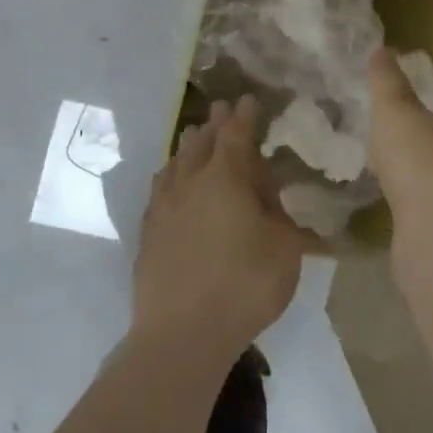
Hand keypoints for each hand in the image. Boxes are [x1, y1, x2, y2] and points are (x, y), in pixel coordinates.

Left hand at [135, 95, 308, 360]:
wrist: (181, 334)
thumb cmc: (245, 284)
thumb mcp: (284, 246)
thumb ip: (279, 214)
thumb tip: (266, 196)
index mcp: (225, 178)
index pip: (236, 135)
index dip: (244, 116)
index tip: (247, 99)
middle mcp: (190, 183)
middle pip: (201, 143)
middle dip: (214, 125)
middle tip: (221, 110)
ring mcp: (163, 208)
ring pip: (175, 164)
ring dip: (188, 147)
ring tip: (194, 138)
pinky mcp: (148, 234)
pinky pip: (160, 190)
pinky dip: (170, 177)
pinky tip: (170, 183)